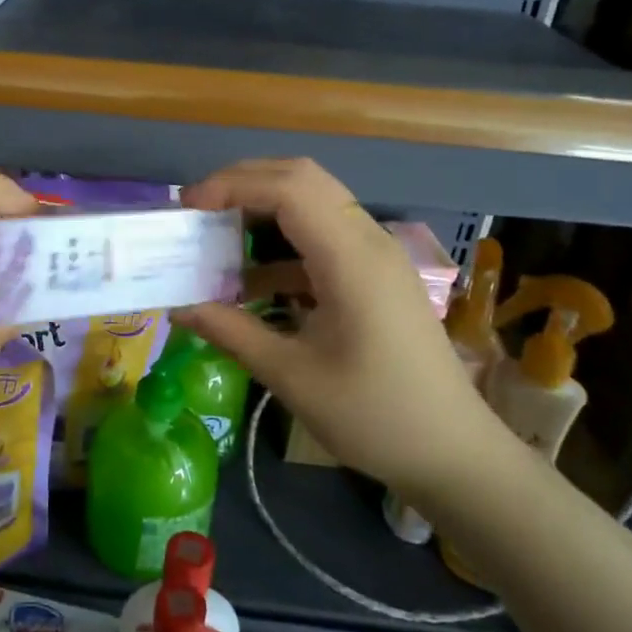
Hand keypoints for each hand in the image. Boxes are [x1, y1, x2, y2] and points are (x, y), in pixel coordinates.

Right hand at [176, 158, 495, 493]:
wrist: (452, 452)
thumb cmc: (374, 416)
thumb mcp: (292, 376)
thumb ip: (231, 331)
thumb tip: (178, 308)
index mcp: (352, 259)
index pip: (288, 188)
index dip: (233, 185)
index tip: (188, 209)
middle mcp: (368, 241)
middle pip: (303, 179)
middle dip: (245, 183)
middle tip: (198, 212)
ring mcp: (377, 256)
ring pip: (314, 204)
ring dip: (263, 211)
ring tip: (217, 240)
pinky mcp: (376, 275)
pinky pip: (324, 237)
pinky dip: (283, 245)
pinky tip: (252, 283)